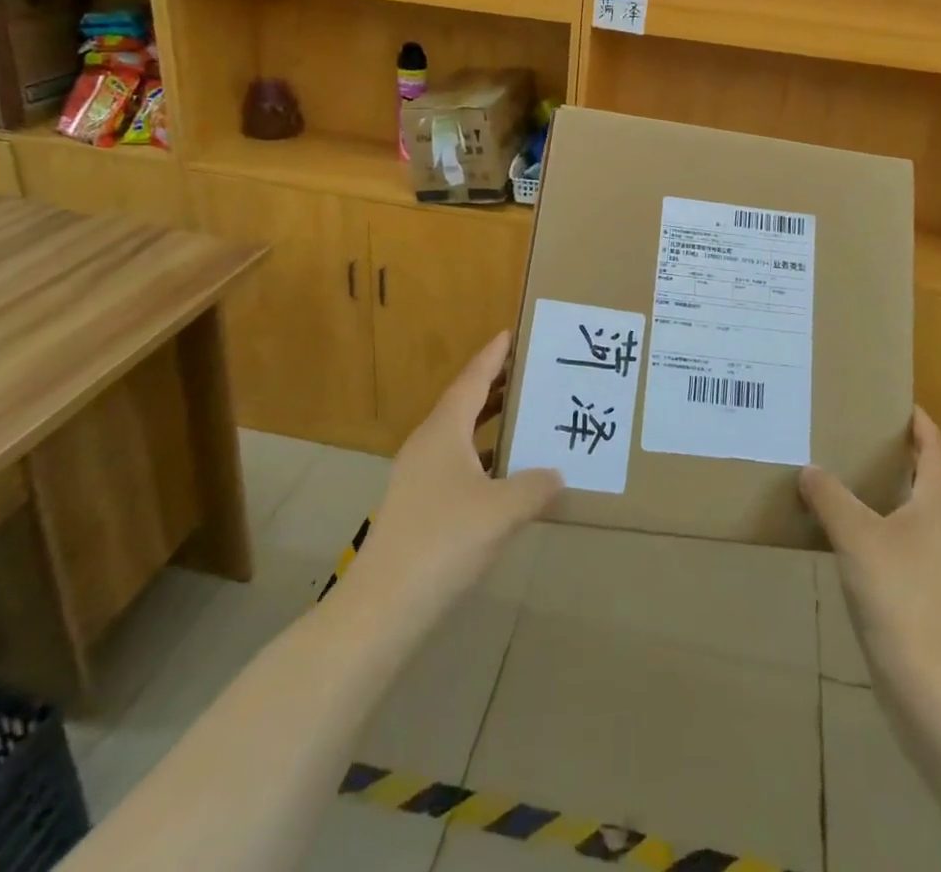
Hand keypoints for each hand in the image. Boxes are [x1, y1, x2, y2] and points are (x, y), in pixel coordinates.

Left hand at [353, 332, 562, 620]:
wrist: (383, 605)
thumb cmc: (444, 540)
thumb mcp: (503, 510)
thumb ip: (535, 486)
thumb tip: (557, 474)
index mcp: (443, 431)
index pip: (472, 380)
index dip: (492, 356)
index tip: (509, 333)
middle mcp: (427, 445)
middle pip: (463, 403)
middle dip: (494, 386)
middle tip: (528, 372)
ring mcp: (417, 476)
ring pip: (458, 435)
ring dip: (488, 422)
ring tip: (522, 415)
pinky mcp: (417, 506)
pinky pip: (455, 463)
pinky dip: (481, 455)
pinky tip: (503, 474)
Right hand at [799, 407, 940, 677]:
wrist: (927, 680)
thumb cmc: (898, 592)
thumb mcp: (855, 534)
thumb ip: (830, 497)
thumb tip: (810, 470)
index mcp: (936, 504)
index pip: (935, 450)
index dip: (922, 424)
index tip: (899, 403)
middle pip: (926, 478)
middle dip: (899, 453)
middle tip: (860, 433)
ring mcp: (934, 562)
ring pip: (912, 511)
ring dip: (886, 490)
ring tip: (846, 475)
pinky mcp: (921, 590)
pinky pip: (899, 540)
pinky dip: (877, 524)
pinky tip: (847, 531)